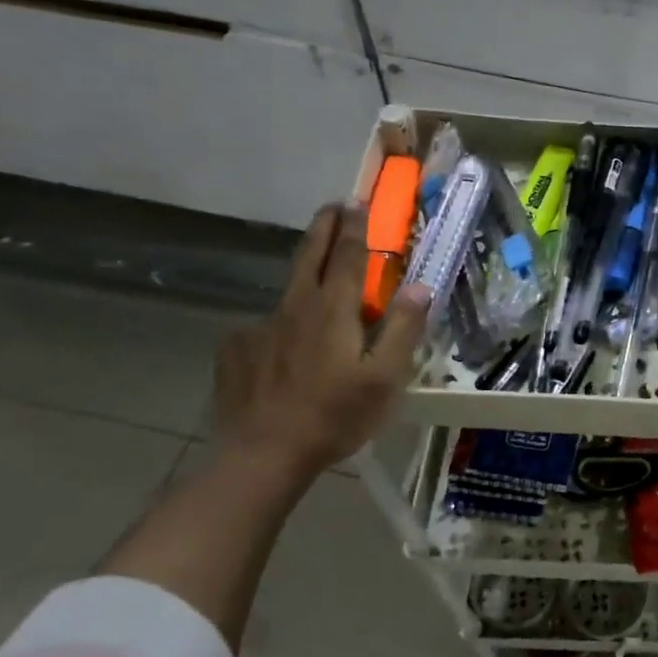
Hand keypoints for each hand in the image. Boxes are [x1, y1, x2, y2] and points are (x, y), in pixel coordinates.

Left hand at [212, 204, 429, 477]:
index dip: (355, 226)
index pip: (347, 255)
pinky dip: (281, 326)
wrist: (262, 455)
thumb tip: (420, 285)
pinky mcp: (237, 350)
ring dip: (306, 273)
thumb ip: (403, 328)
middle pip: (310, 255)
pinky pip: (265, 327)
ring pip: (288, 291)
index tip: (357, 201)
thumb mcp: (385, 377)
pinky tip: (285, 349)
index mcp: (333, 310)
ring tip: (318, 280)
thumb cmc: (335, 416)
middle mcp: (295, 307)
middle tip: (332, 206)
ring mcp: (260, 327)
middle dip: (324, 227)